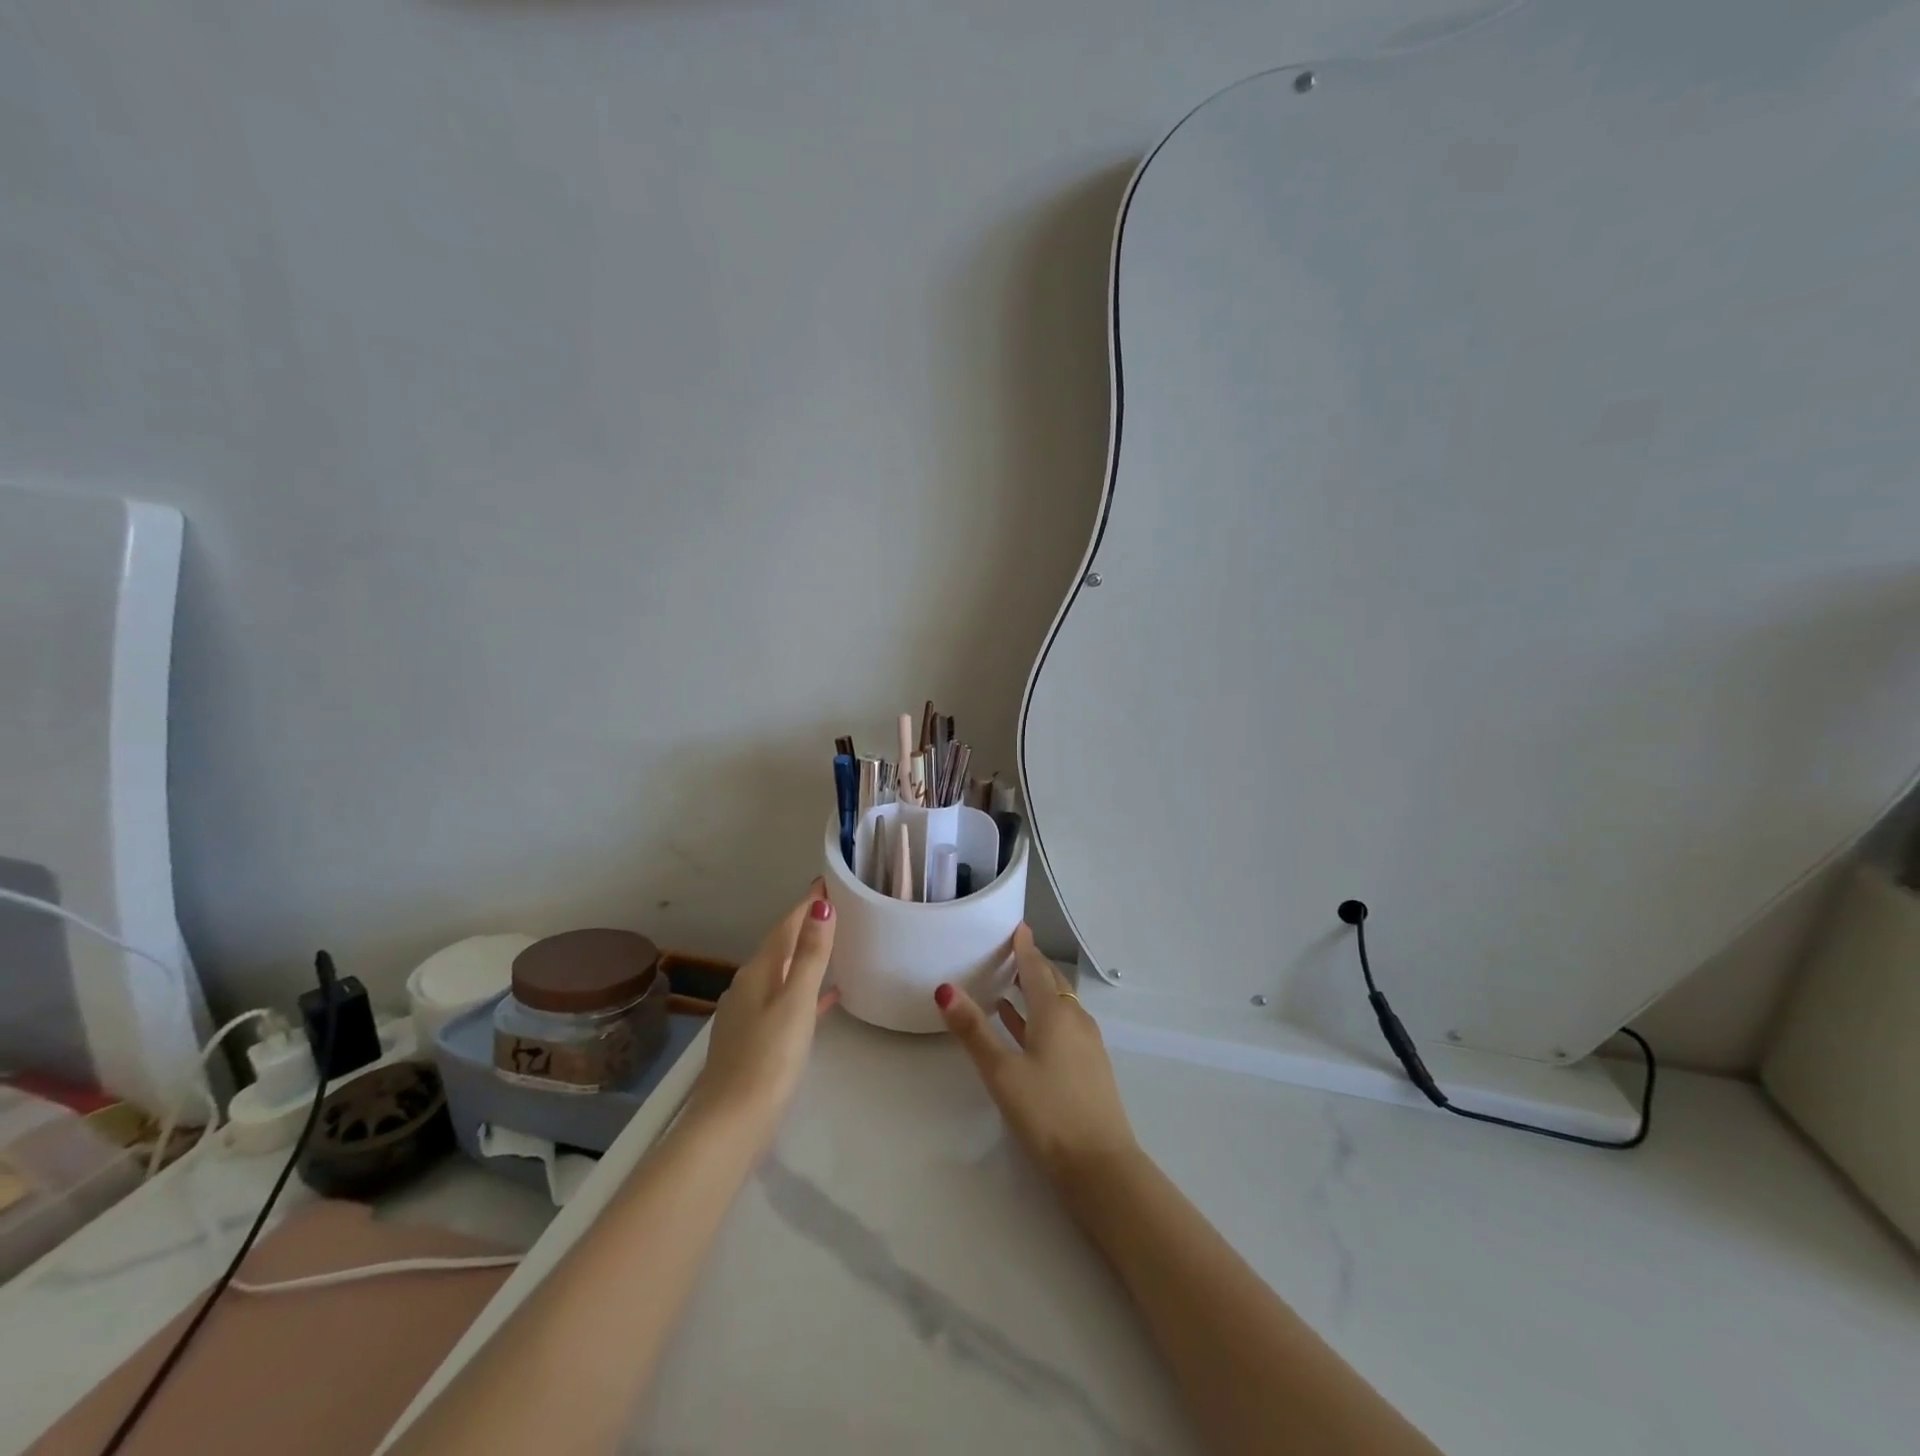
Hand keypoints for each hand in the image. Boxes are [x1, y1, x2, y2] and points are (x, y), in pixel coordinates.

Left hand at [689, 880, 839, 1149]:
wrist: (731, 1124)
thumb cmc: (769, 1059)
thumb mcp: (796, 1002)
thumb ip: (810, 955)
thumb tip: (821, 906)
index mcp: (758, 972)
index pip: (785, 926)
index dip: (806, 905)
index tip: (826, 882)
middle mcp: (748, 986)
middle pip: (780, 946)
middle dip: (805, 926)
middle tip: (835, 908)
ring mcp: (748, 1014)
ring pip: (782, 973)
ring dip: (804, 957)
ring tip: (833, 946)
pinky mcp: (753, 1039)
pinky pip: (784, 1000)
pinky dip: (804, 991)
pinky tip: (825, 999)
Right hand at [934, 924, 1138, 1191]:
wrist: (1101, 1167)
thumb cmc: (1048, 1113)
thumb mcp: (1002, 1072)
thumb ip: (973, 1031)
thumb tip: (945, 989)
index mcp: (1055, 1013)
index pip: (1037, 968)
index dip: (1024, 947)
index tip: (1016, 927)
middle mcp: (1075, 1020)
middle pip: (1051, 983)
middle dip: (1032, 965)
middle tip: (1009, 952)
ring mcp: (1086, 1045)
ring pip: (1058, 1006)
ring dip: (1036, 992)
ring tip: (1009, 985)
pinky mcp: (1089, 1068)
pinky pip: (1062, 1027)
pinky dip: (1042, 1018)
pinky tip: (1025, 1030)